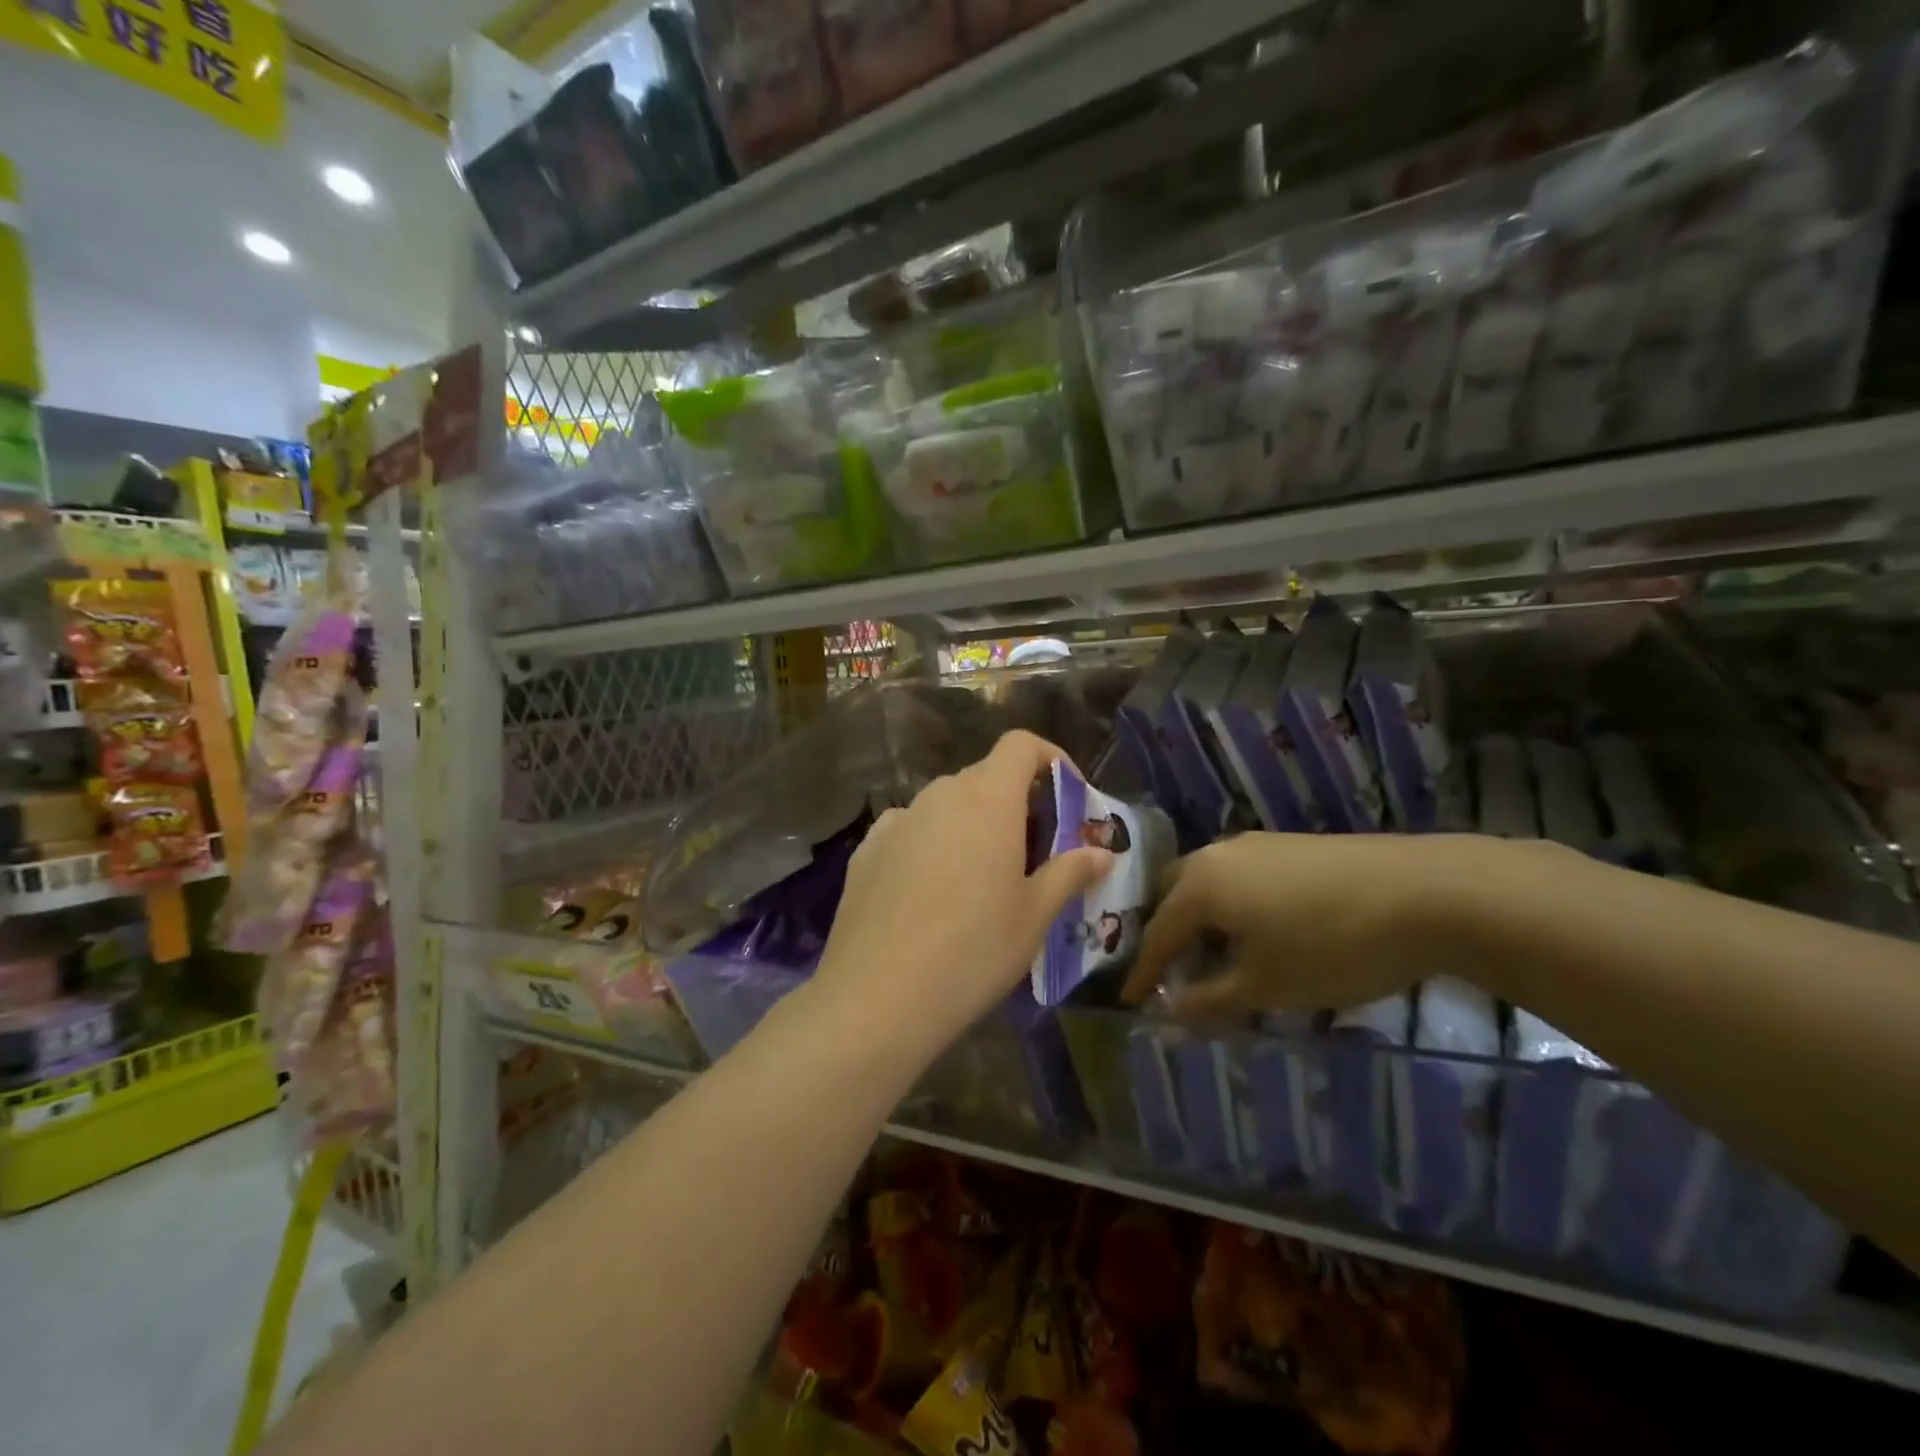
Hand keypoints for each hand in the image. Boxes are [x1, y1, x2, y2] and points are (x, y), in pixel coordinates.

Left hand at [813, 731, 1113, 1057]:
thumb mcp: (1034, 916)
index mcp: (987, 800)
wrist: (878, 997)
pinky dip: (930, 844)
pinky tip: (929, 893)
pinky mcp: (866, 851)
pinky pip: (910, 830)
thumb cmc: (973, 951)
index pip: (1020, 745)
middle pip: (984, 777)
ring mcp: (896, 821)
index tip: (1068, 796)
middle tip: (1033, 852)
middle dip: (1015, 802)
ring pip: (945, 805)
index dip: (1050, 758)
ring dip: (971, 824)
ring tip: (981, 879)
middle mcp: (939, 796)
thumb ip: (1070, 873)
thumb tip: (1102, 853)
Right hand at [1121, 832, 1500, 1018]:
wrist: (1426, 891)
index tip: (1129, 1000)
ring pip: (1208, 882)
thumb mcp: (1266, 987)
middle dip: (1166, 933)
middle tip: (1173, 970)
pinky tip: (1261, 932)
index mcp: (1200, 886)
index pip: (1156, 934)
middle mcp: (1217, 856)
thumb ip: (1209, 1001)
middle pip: (1173, 894)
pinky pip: (1239, 877)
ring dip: (1202, 919)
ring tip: (1219, 956)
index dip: (1143, 971)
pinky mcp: (1291, 846)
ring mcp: (1256, 845)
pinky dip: (1233, 906)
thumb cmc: (1331, 945)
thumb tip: (1168, 1013)